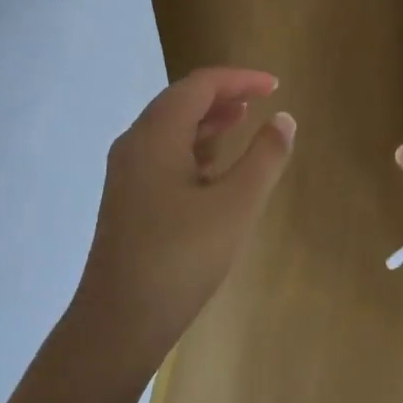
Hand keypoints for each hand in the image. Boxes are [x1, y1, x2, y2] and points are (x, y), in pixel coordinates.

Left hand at [73, 68, 294, 369]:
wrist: (118, 323)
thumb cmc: (181, 258)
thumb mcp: (235, 206)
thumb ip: (264, 157)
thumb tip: (284, 119)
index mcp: (156, 135)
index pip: (199, 85)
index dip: (239, 79)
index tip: (276, 86)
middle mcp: (135, 144)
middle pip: (181, 101)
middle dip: (223, 95)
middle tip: (262, 98)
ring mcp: (127, 173)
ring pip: (171, 129)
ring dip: (208, 120)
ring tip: (243, 120)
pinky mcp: (129, 199)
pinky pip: (164, 155)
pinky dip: (194, 147)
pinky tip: (216, 167)